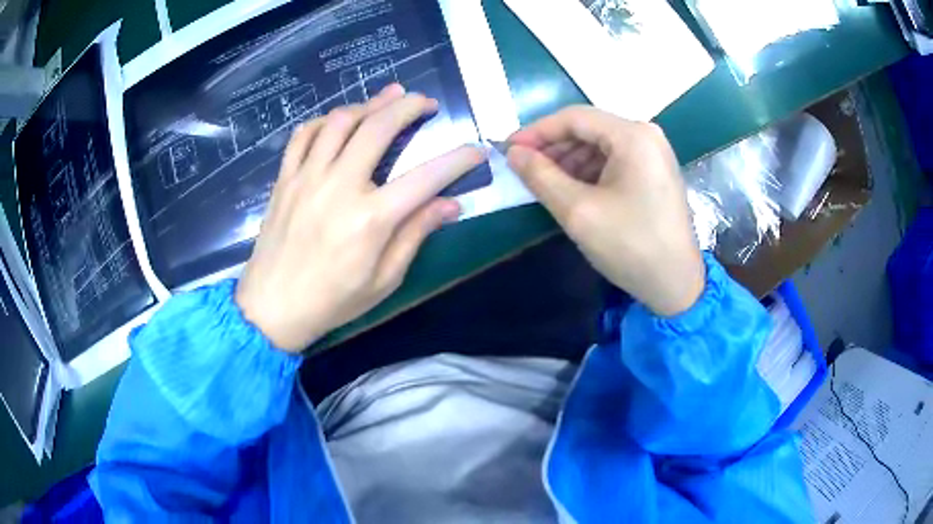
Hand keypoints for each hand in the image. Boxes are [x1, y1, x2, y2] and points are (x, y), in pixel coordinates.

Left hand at [236, 84, 486, 351]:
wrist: (272, 307)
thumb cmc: (332, 301)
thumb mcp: (383, 280)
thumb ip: (415, 236)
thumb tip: (450, 204)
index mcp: (370, 220)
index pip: (426, 178)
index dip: (457, 160)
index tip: (476, 149)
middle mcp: (339, 187)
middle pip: (378, 128)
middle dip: (408, 107)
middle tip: (426, 102)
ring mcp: (307, 178)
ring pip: (340, 121)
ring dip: (369, 104)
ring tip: (388, 98)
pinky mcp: (285, 178)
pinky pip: (304, 134)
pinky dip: (326, 120)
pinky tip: (340, 120)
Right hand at [507, 106, 704, 316]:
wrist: (676, 285)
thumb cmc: (630, 246)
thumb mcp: (578, 211)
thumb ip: (541, 176)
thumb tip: (514, 153)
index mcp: (633, 136)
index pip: (575, 118)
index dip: (537, 131)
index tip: (509, 149)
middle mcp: (646, 135)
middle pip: (589, 129)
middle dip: (553, 147)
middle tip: (525, 169)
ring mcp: (654, 154)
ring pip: (600, 145)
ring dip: (569, 161)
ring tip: (545, 183)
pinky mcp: (655, 173)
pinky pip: (614, 161)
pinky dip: (589, 172)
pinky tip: (572, 190)